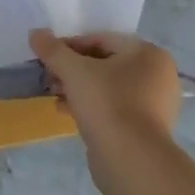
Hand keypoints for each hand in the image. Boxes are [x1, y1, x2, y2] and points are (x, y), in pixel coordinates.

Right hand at [31, 30, 180, 148]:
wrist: (132, 161)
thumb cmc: (107, 103)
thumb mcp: (73, 71)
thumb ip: (53, 50)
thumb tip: (35, 33)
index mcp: (148, 53)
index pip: (101, 40)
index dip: (69, 46)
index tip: (47, 57)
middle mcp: (158, 75)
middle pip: (105, 63)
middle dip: (73, 70)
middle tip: (49, 78)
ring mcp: (155, 104)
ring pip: (108, 87)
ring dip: (79, 88)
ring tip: (55, 96)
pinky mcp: (146, 129)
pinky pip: (114, 108)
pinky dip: (91, 106)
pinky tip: (67, 112)